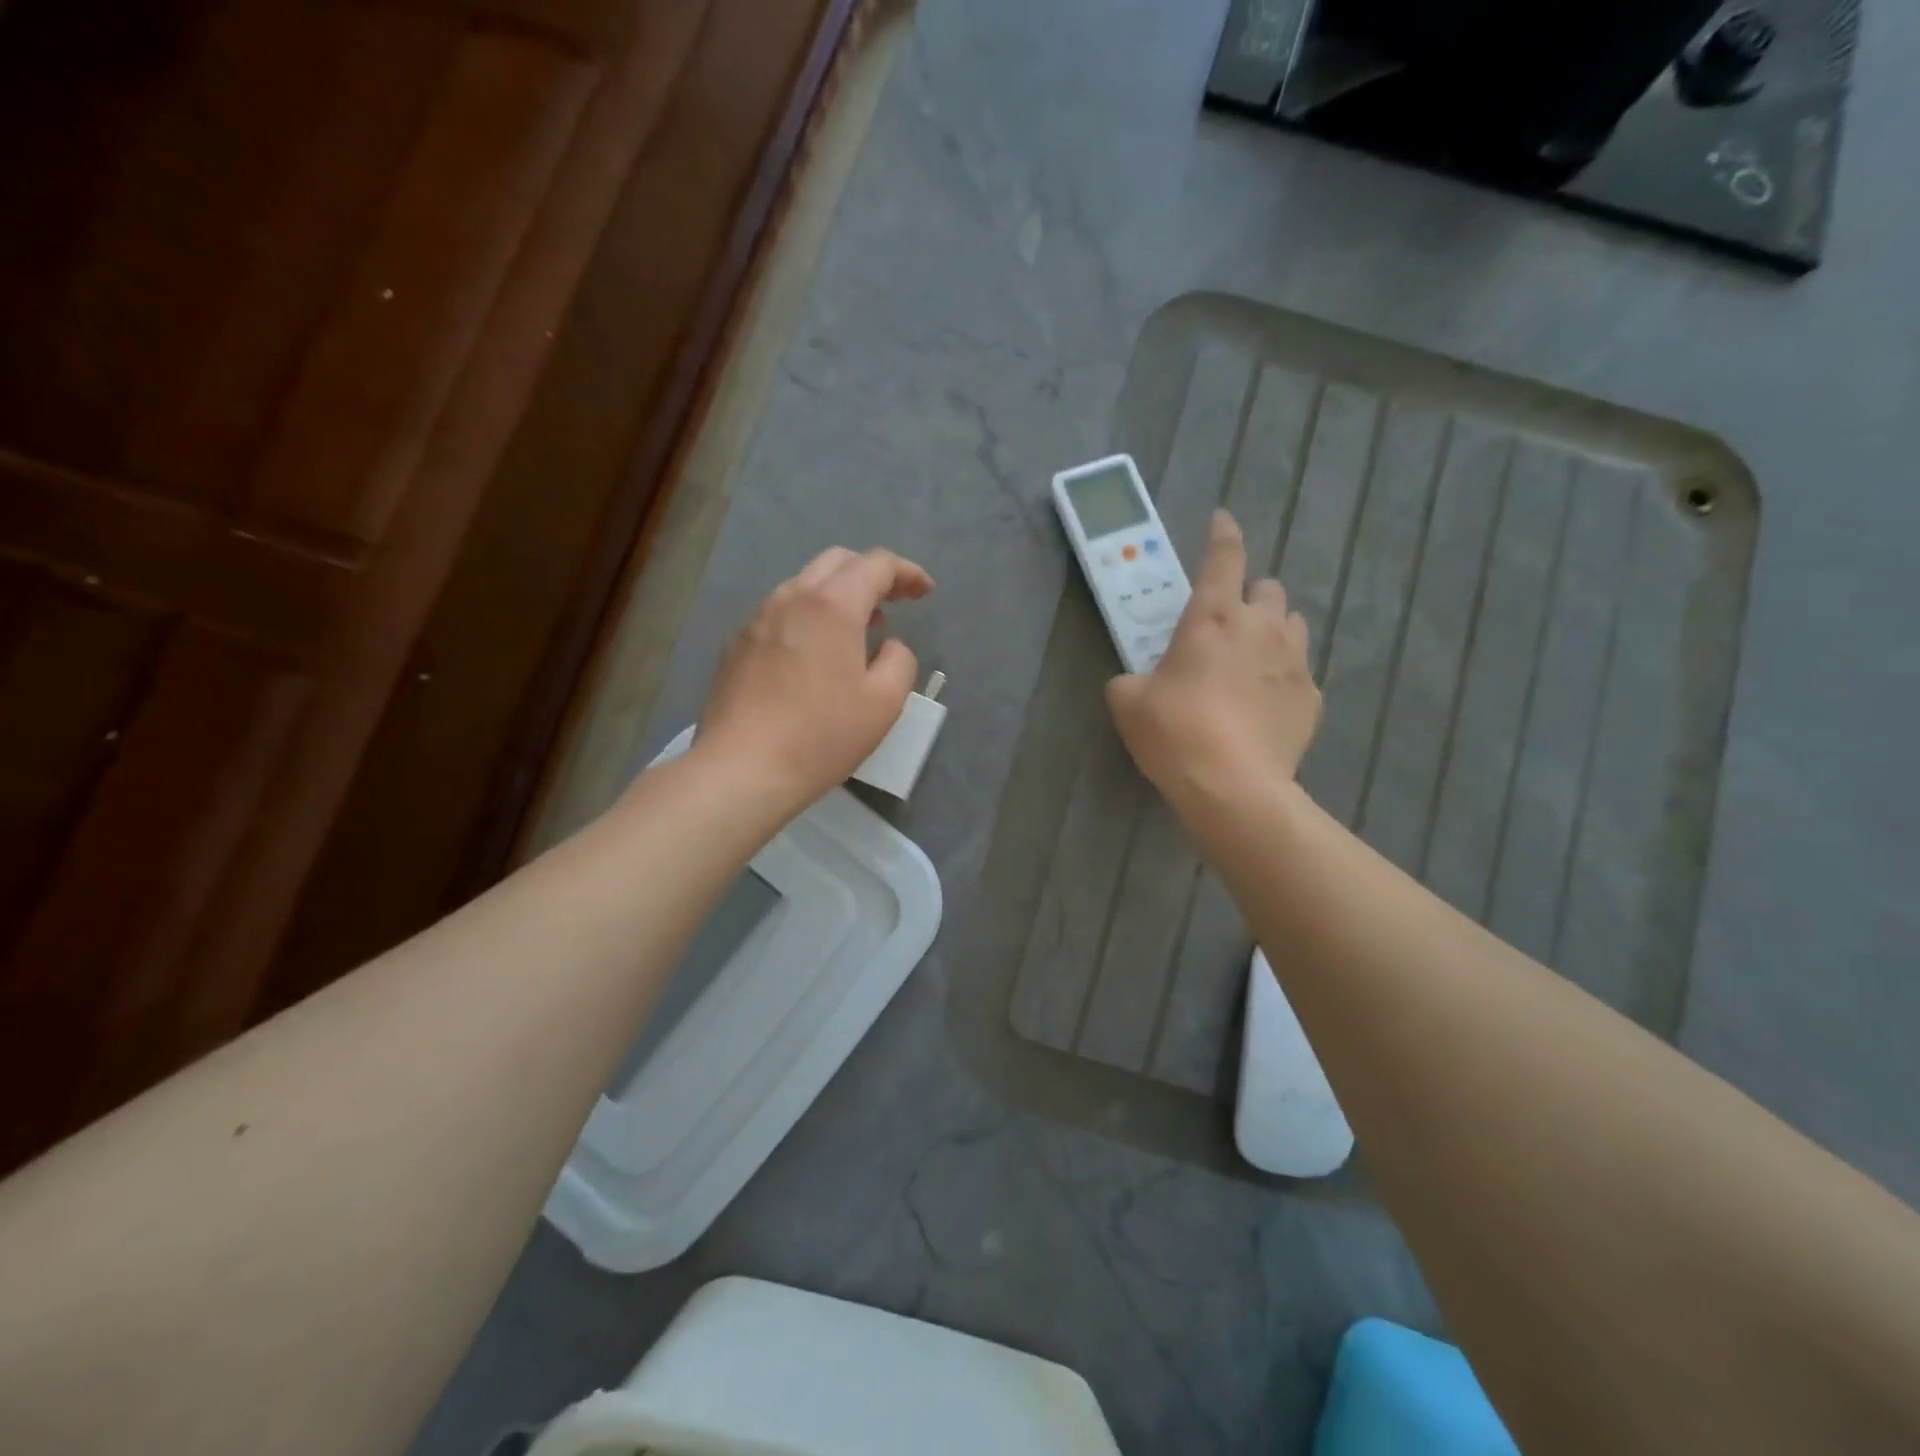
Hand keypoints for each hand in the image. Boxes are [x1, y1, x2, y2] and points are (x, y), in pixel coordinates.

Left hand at [694, 546, 933, 812]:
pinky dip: (808, 617)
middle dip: (870, 574)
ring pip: (804, 585)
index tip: (924, 592)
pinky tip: (815, 655)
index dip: (906, 572)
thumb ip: (899, 660)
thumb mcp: (885, 702)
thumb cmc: (822, 735)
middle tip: (892, 604)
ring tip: (856, 631)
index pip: (876, 564)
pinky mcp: (737, 645)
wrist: (742, 769)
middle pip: (836, 562)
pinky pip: (781, 613)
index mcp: (832, 605)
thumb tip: (888, 645)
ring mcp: (757, 619)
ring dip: (837, 595)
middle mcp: (791, 598)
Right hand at [1107, 510, 1320, 817]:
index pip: (1224, 557)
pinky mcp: (1313, 698)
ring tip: (1251, 658)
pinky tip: (1264, 703)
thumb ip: (1131, 679)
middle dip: (1250, 595)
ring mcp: (1295, 661)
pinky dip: (1283, 676)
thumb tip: (1136, 681)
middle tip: (1228, 622)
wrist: (1234, 787)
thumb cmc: (1175, 732)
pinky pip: (1301, 671)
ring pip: (1294, 623)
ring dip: (1273, 629)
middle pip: (1269, 588)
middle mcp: (1262, 627)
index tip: (1221, 519)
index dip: (1222, 533)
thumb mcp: (1128, 702)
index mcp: (1213, 617)